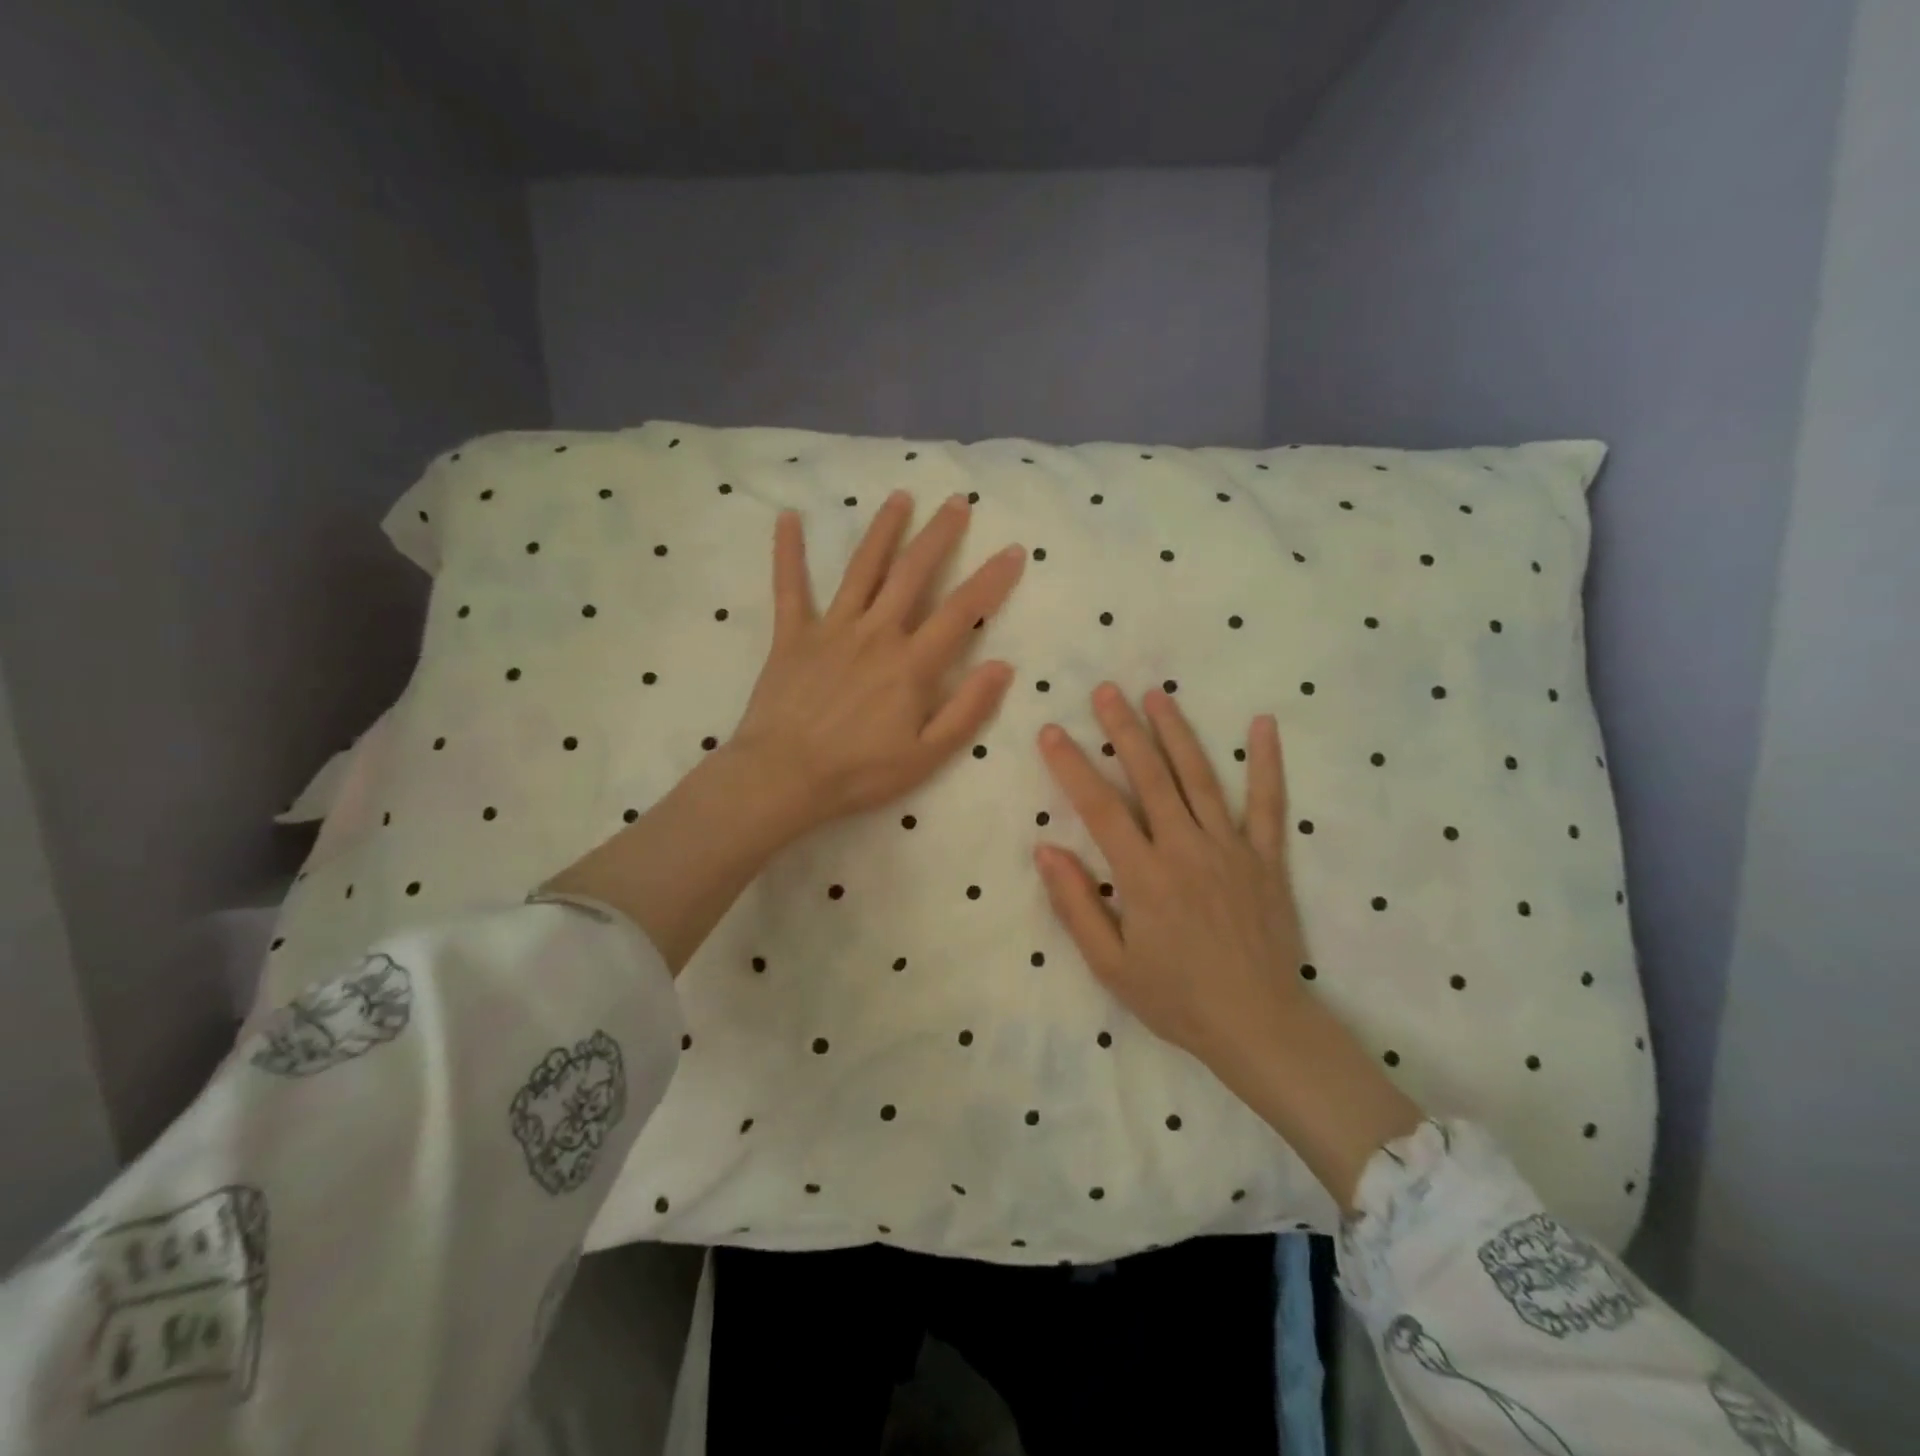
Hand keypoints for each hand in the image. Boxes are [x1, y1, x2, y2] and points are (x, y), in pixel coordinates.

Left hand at [731, 491, 1024, 835]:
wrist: (784, 777)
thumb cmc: (859, 773)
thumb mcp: (927, 755)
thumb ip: (966, 710)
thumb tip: (1002, 666)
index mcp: (912, 663)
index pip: (962, 611)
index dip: (991, 579)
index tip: (1013, 550)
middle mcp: (876, 633)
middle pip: (913, 573)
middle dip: (939, 535)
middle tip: (958, 501)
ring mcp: (832, 629)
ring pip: (862, 568)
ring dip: (884, 530)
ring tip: (900, 497)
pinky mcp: (792, 636)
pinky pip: (789, 588)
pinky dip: (787, 552)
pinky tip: (788, 518)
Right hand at [1035, 685, 1422, 1206]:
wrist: (1259, 1026)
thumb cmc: (1176, 998)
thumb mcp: (1111, 964)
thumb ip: (1076, 904)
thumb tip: (1045, 849)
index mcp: (1143, 876)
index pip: (1099, 807)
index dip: (1072, 766)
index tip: (1052, 732)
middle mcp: (1186, 849)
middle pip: (1150, 777)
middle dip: (1124, 730)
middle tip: (1105, 691)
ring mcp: (1231, 849)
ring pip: (1199, 778)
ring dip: (1176, 733)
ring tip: (1157, 694)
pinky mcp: (1267, 859)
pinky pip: (1268, 804)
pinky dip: (1266, 763)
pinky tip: (1262, 725)